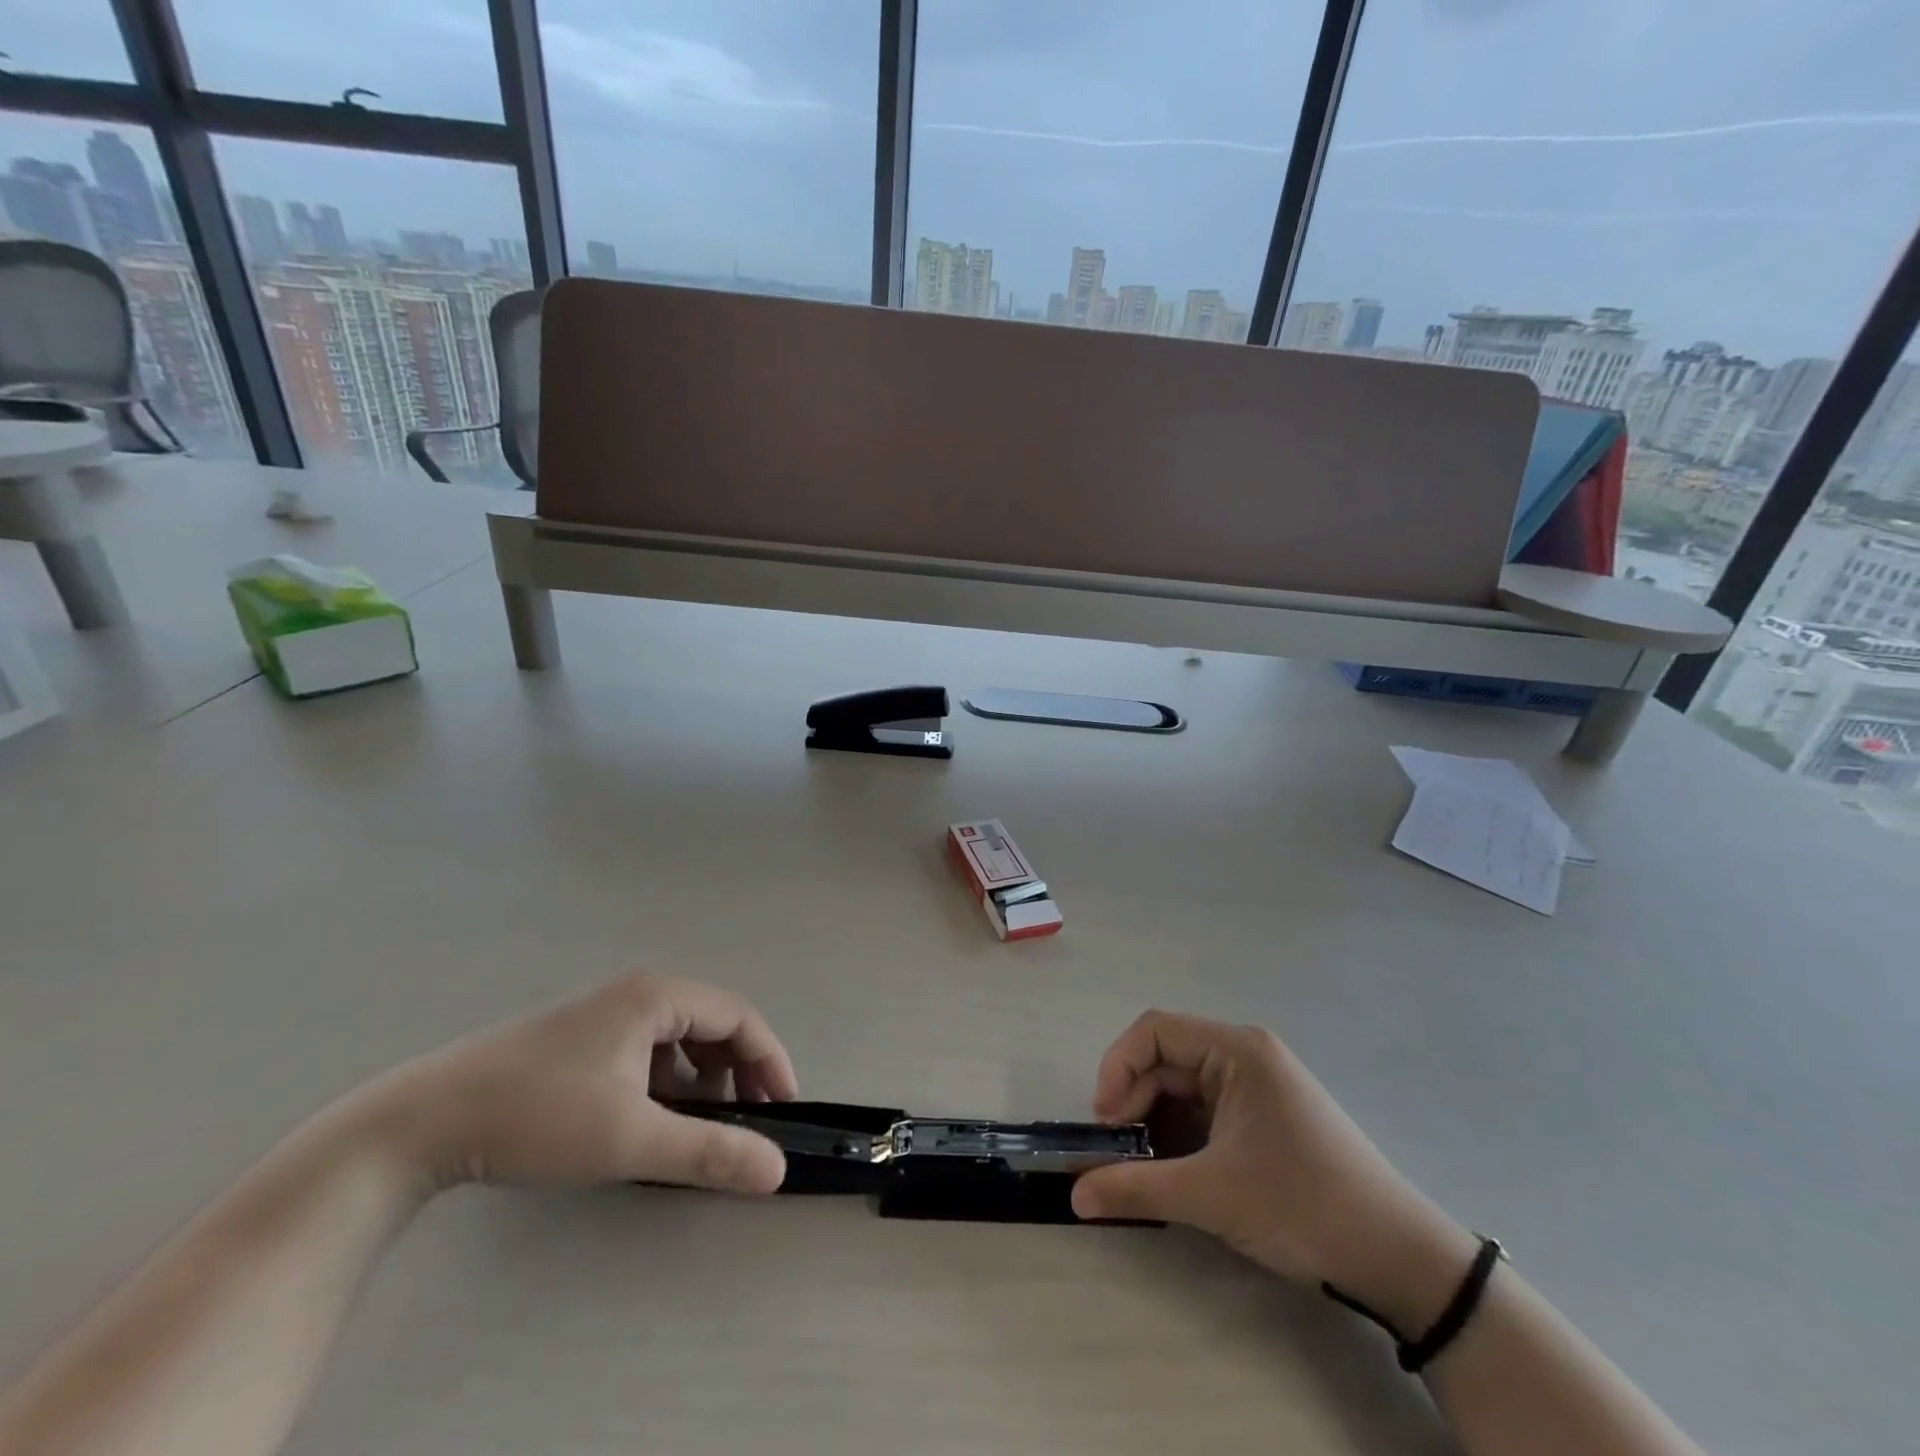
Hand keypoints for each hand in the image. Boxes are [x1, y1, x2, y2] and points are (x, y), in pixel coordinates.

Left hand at [370, 972, 799, 1195]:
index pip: (740, 1017)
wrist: (422, 1122)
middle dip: (739, 1072)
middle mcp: (638, 993)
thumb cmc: (538, 1115)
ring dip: (704, 1079)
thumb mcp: (630, 1138)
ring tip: (703, 1127)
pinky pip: (649, 1050)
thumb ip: (709, 1151)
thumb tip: (777, 1169)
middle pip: (713, 1024)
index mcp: (658, 996)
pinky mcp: (582, 1038)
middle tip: (751, 1122)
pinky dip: (669, 1082)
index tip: (785, 1108)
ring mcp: (607, 1013)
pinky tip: (654, 1119)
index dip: (770, 1060)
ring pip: (680, 1039)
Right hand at [1071, 1011, 1477, 1333]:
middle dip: (1135, 1100)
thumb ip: (1136, 1188)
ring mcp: (1258, 1087)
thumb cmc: (1302, 1205)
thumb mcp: (1212, 1196)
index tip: (1106, 1121)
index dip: (1119, 1067)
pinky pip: (1206, 1111)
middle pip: (1167, 1059)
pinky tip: (1176, 1173)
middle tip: (1119, 1153)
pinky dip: (1181, 1136)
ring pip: (1184, 1088)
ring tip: (1144, 1168)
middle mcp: (1246, 1056)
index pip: (1155, 1030)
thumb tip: (1075, 1195)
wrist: (1400, 1260)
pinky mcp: (1265, 1117)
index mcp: (1237, 1050)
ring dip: (1156, 1122)